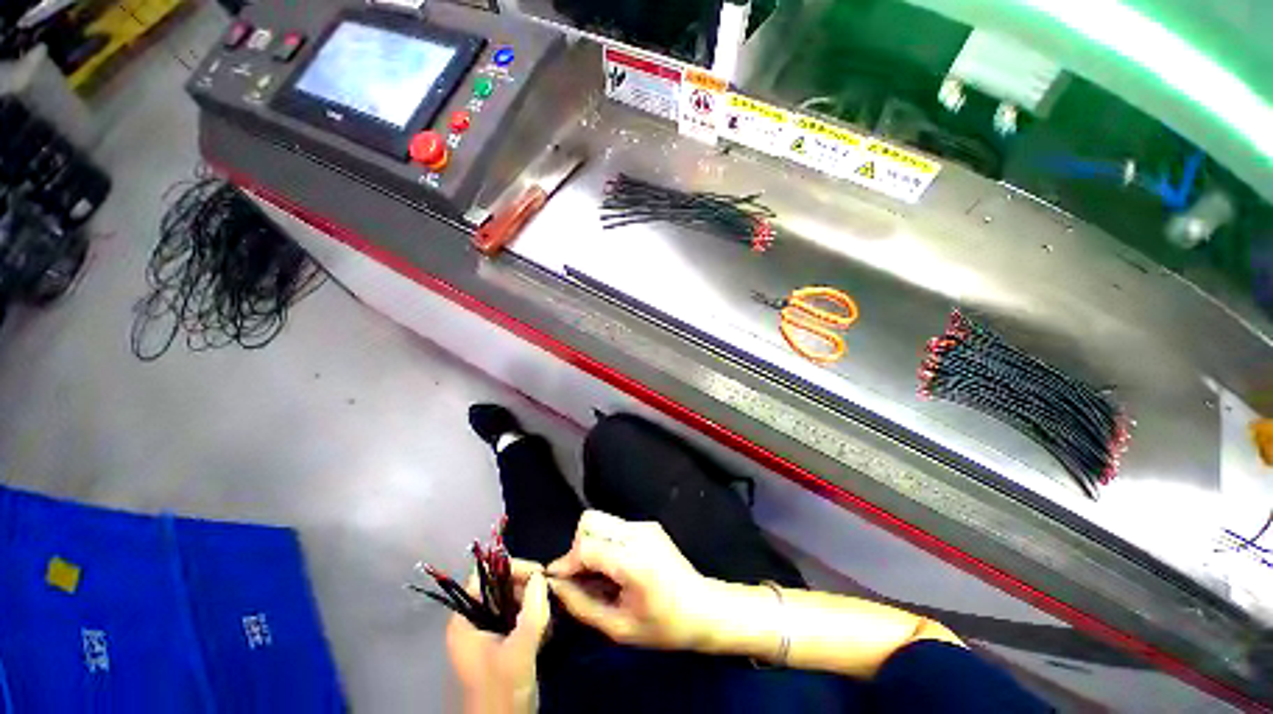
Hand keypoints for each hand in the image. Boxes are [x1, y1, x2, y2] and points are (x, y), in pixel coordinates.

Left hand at [446, 558, 550, 713]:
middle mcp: (473, 622)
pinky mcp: (503, 644)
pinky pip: (520, 618)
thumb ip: (531, 613)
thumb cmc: (501, 692)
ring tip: (549, 617)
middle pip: (500, 586)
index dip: (509, 568)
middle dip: (527, 588)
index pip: (483, 576)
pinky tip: (547, 630)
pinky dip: (535, 618)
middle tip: (549, 594)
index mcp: (464, 621)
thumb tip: (541, 577)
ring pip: (513, 601)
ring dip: (534, 605)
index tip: (538, 573)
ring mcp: (488, 634)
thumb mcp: (518, 651)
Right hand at [546, 510, 714, 649]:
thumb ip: (582, 605)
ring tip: (599, 575)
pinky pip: (615, 527)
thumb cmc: (664, 626)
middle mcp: (637, 533)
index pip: (586, 545)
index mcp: (632, 560)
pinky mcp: (648, 525)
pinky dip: (606, 543)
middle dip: (578, 547)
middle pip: (591, 521)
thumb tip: (557, 587)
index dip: (566, 563)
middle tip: (582, 577)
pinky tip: (616, 568)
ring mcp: (644, 525)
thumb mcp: (619, 628)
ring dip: (591, 544)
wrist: (704, 608)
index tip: (559, 583)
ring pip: (601, 521)